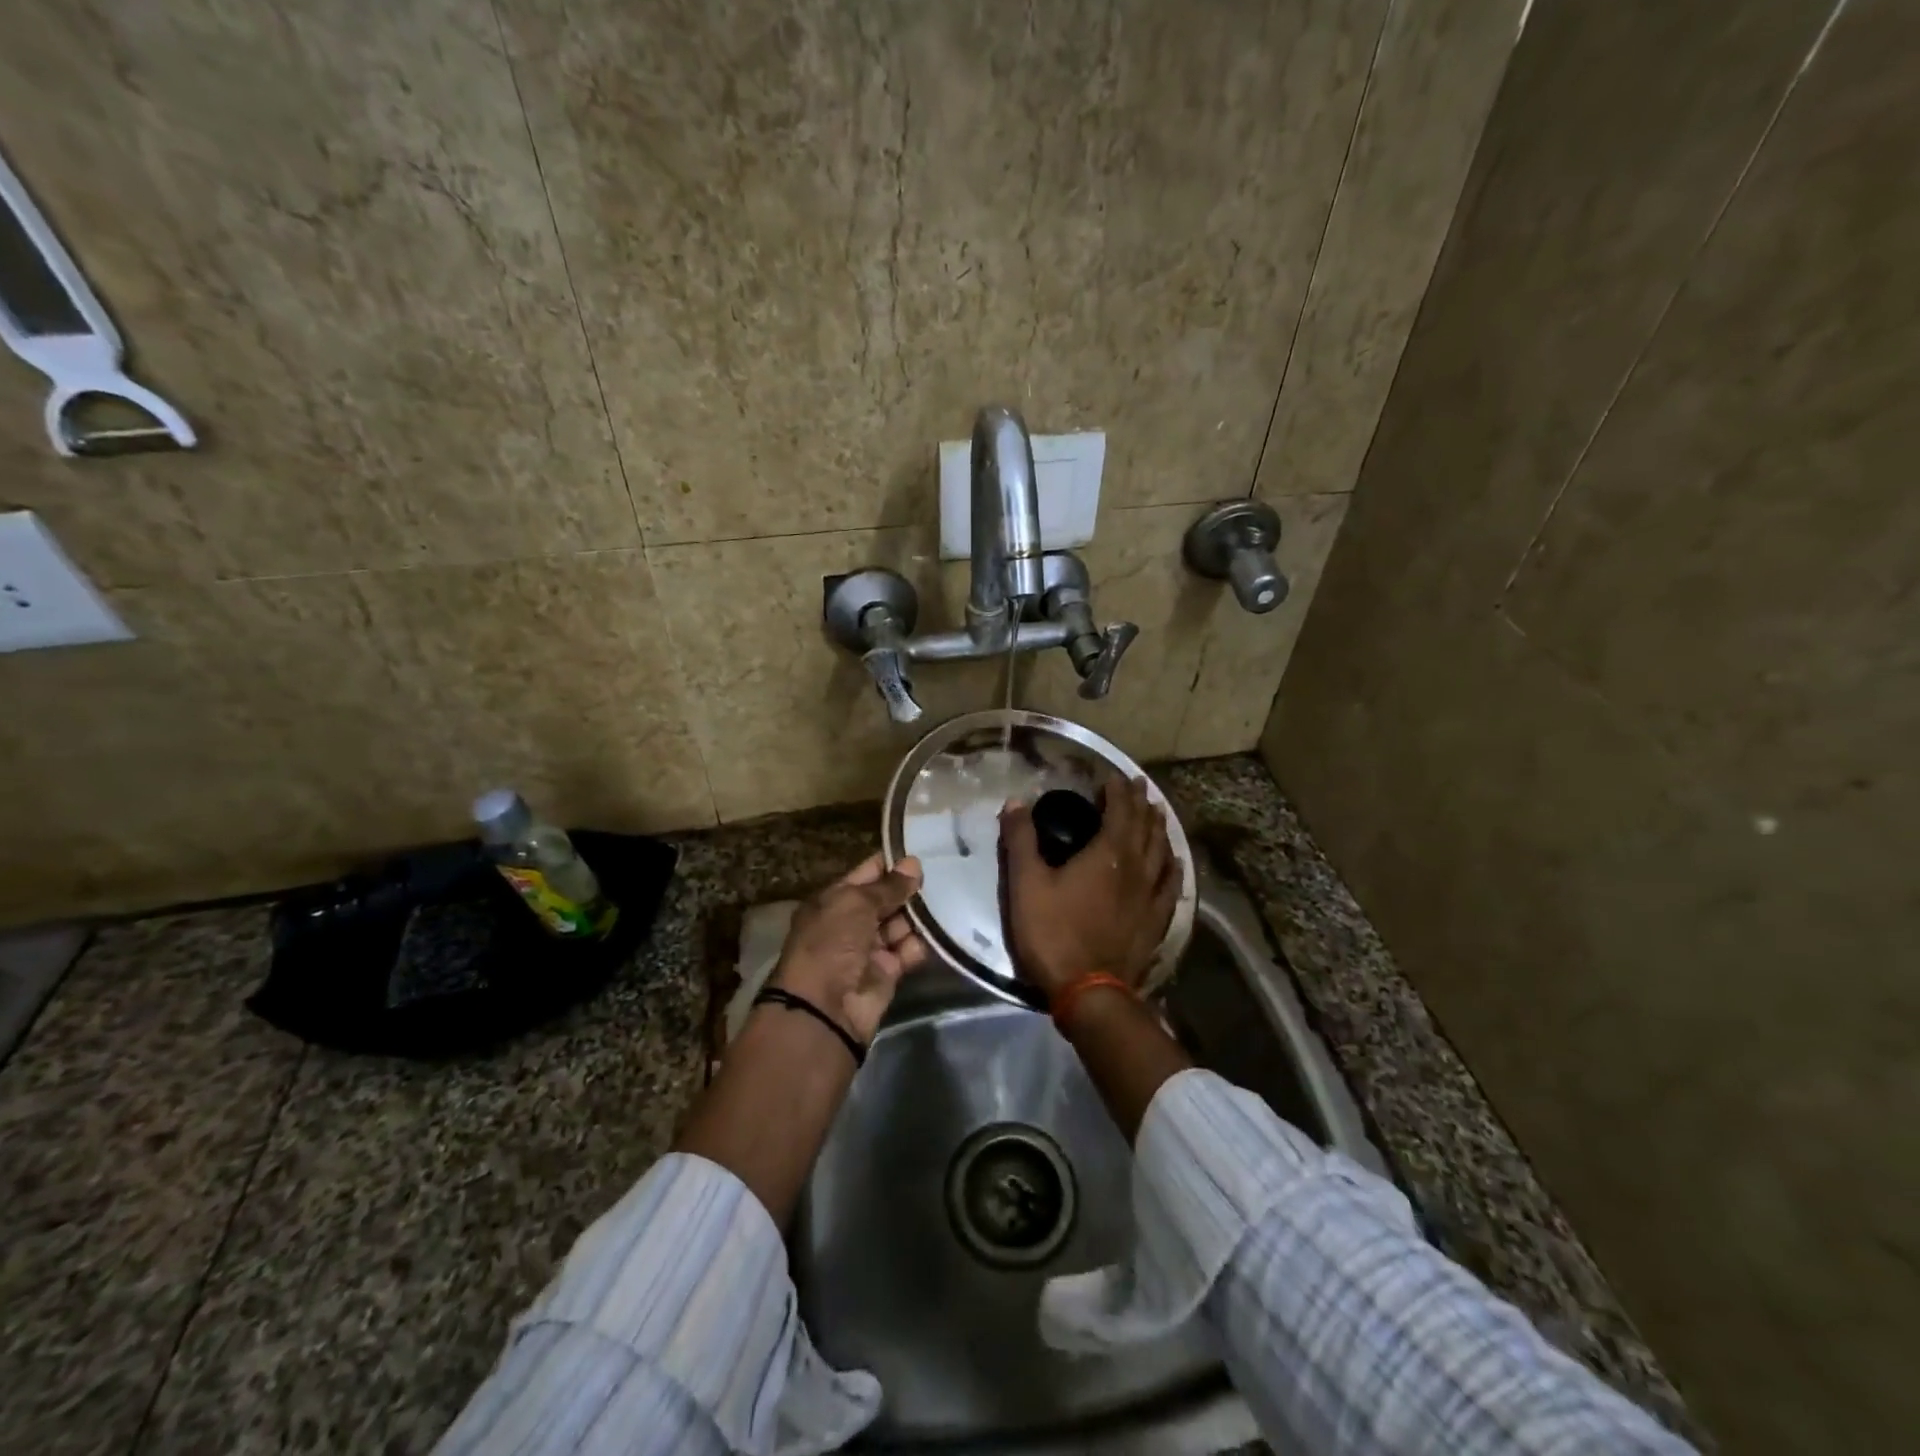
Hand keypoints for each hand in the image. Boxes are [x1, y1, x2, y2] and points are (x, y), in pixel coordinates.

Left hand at [771, 853, 927, 1042]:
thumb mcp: (856, 904)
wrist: (824, 1007)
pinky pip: (908, 951)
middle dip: (910, 889)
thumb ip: (888, 886)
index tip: (923, 850)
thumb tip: (913, 864)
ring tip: (951, 896)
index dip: (892, 863)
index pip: (867, 874)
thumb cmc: (831, 943)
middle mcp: (850, 922)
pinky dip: (922, 942)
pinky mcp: (887, 973)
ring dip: (920, 914)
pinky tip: (944, 928)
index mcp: (834, 901)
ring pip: (900, 924)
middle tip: (946, 872)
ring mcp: (869, 949)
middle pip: (886, 899)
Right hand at [1000, 777, 1179, 1001]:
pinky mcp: (1156, 920)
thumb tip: (1016, 802)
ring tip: (1158, 813)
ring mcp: (1151, 895)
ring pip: (1161, 851)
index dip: (1118, 791)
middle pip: (1144, 826)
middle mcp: (1136, 867)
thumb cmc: (1053, 933)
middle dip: (1141, 803)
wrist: (1089, 991)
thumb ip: (1021, 840)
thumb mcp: (1026, 884)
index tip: (1115, 777)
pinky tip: (1175, 862)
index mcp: (1107, 854)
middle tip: (1139, 785)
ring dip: (1159, 828)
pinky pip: (1171, 885)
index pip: (1119, 811)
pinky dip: (1173, 867)